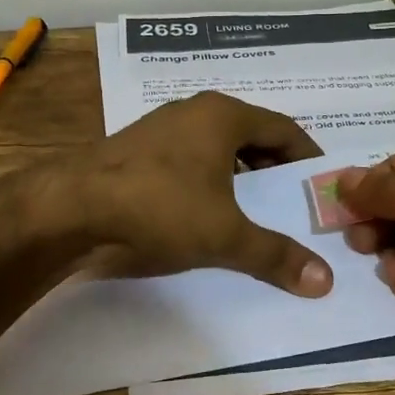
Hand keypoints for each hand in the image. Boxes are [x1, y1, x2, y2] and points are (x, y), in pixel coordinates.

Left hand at [73, 92, 333, 297]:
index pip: (283, 128)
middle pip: (251, 136)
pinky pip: (187, 162)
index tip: (321, 185)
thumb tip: (325, 282)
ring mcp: (160, 129)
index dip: (307, 156)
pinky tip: (205, 214)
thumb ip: (275, 255)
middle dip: (274, 170)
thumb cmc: (159, 207)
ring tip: (253, 213)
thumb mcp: (225, 235)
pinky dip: (206, 183)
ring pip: (216, 149)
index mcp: (223, 115)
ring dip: (239, 178)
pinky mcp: (135, 152)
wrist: (68, 210)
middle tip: (292, 205)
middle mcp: (193, 112)